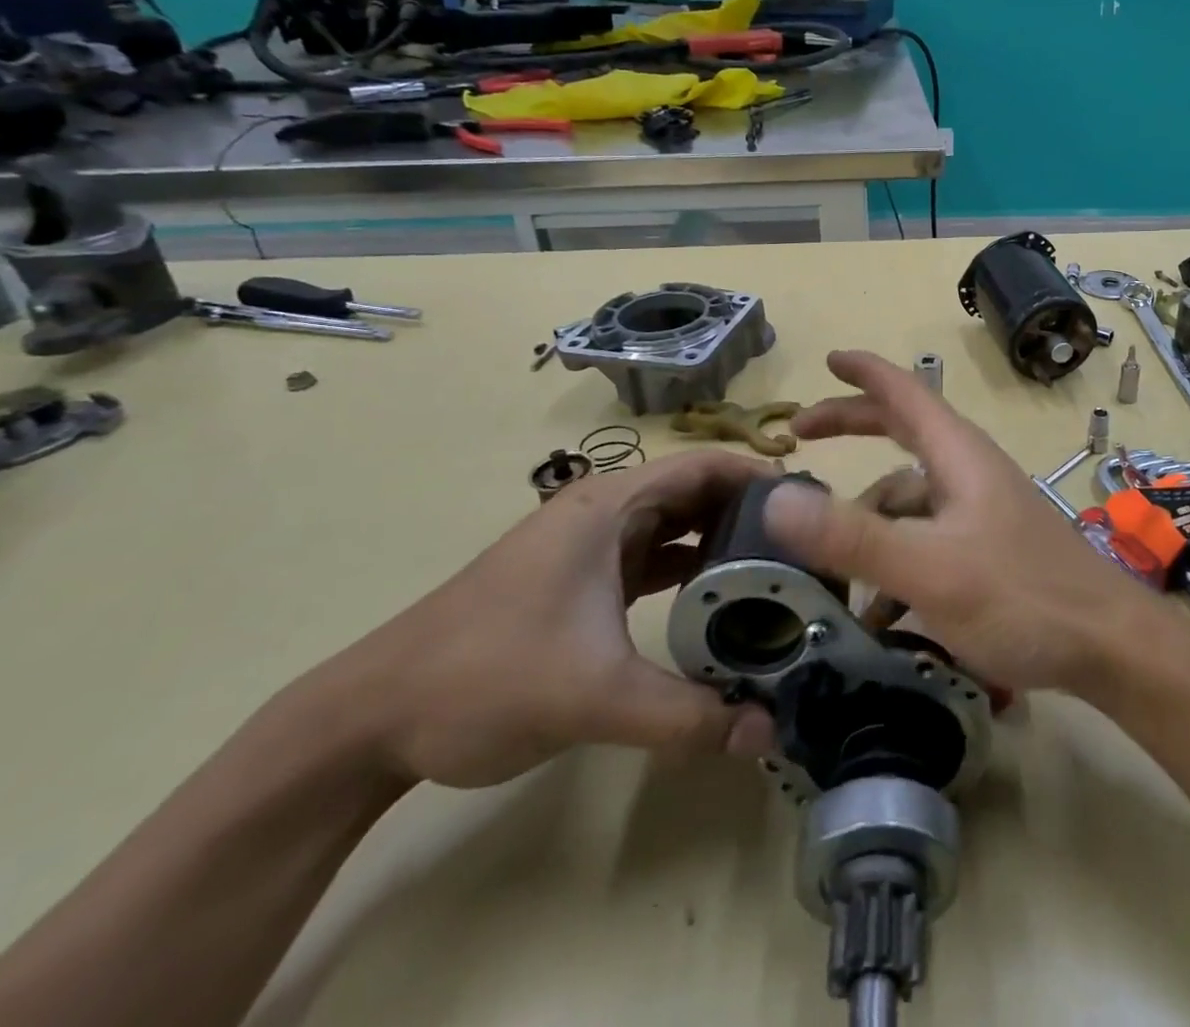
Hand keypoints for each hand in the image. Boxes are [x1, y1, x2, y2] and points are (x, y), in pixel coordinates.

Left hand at [317, 452, 779, 788]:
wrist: (370, 718)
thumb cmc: (484, 677)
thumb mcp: (594, 696)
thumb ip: (687, 715)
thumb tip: (769, 733)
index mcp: (610, 507)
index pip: (704, 465)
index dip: (760, 475)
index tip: (809, 505)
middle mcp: (604, 512)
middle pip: (696, 491)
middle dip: (751, 512)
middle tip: (805, 544)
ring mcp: (589, 546)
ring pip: (675, 525)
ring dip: (722, 541)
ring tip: (775, 569)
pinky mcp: (580, 580)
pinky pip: (653, 557)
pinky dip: (690, 568)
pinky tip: (719, 598)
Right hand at [764, 350, 1158, 693]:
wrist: (1109, 645)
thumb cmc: (1021, 596)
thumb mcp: (928, 568)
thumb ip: (852, 536)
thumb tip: (776, 498)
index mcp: (958, 455)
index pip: (904, 392)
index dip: (864, 372)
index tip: (827, 359)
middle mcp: (970, 471)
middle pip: (904, 433)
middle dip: (853, 428)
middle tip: (801, 436)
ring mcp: (983, 510)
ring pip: (912, 497)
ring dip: (871, 521)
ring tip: (834, 569)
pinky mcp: (992, 547)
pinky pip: (929, 537)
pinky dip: (897, 559)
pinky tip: (882, 611)